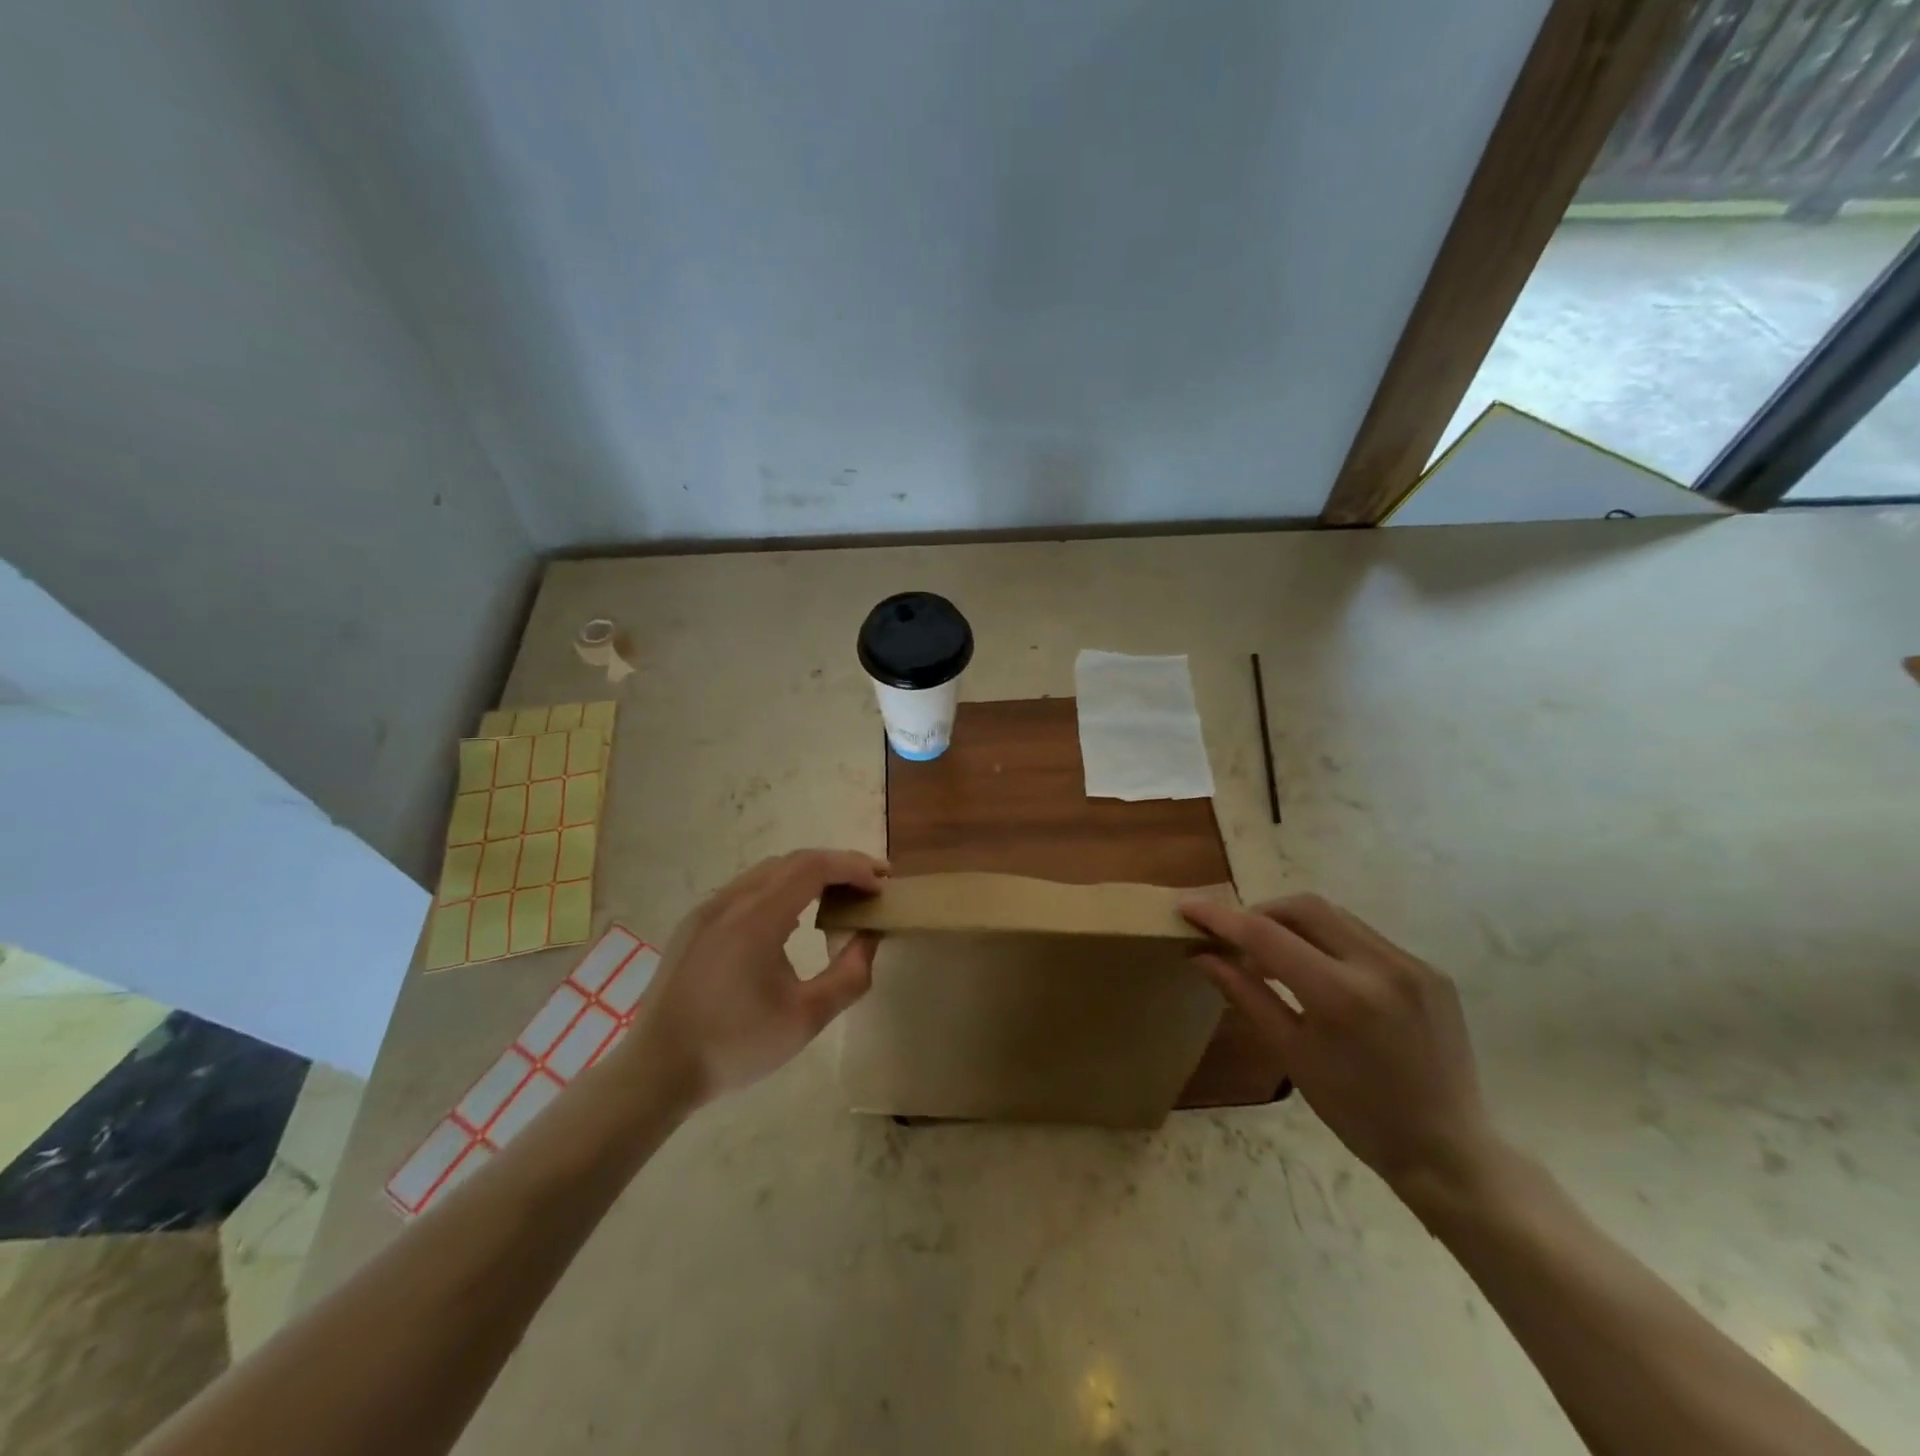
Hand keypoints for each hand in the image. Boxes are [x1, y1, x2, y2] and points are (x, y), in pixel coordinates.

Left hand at [624, 849, 887, 1108]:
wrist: (656, 1070)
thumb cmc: (735, 1045)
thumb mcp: (806, 1019)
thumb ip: (849, 975)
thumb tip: (869, 936)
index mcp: (757, 917)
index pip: (814, 867)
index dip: (853, 867)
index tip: (882, 884)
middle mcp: (731, 900)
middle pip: (793, 861)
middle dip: (836, 866)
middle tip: (869, 886)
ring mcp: (708, 909)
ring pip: (768, 872)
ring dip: (808, 875)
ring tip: (838, 897)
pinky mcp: (695, 924)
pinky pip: (747, 888)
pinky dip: (781, 888)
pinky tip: (792, 917)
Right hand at [1180, 893, 1499, 1195]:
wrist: (1447, 1150)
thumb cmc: (1357, 1113)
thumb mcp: (1291, 1053)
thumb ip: (1245, 994)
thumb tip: (1202, 954)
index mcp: (1340, 996)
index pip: (1266, 935)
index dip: (1221, 917)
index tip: (1188, 908)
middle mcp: (1380, 966)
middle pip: (1303, 907)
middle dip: (1260, 912)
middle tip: (1235, 938)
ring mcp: (1412, 964)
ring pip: (1335, 915)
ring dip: (1294, 924)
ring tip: (1273, 956)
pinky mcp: (1430, 970)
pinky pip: (1364, 936)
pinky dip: (1329, 941)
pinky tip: (1319, 971)